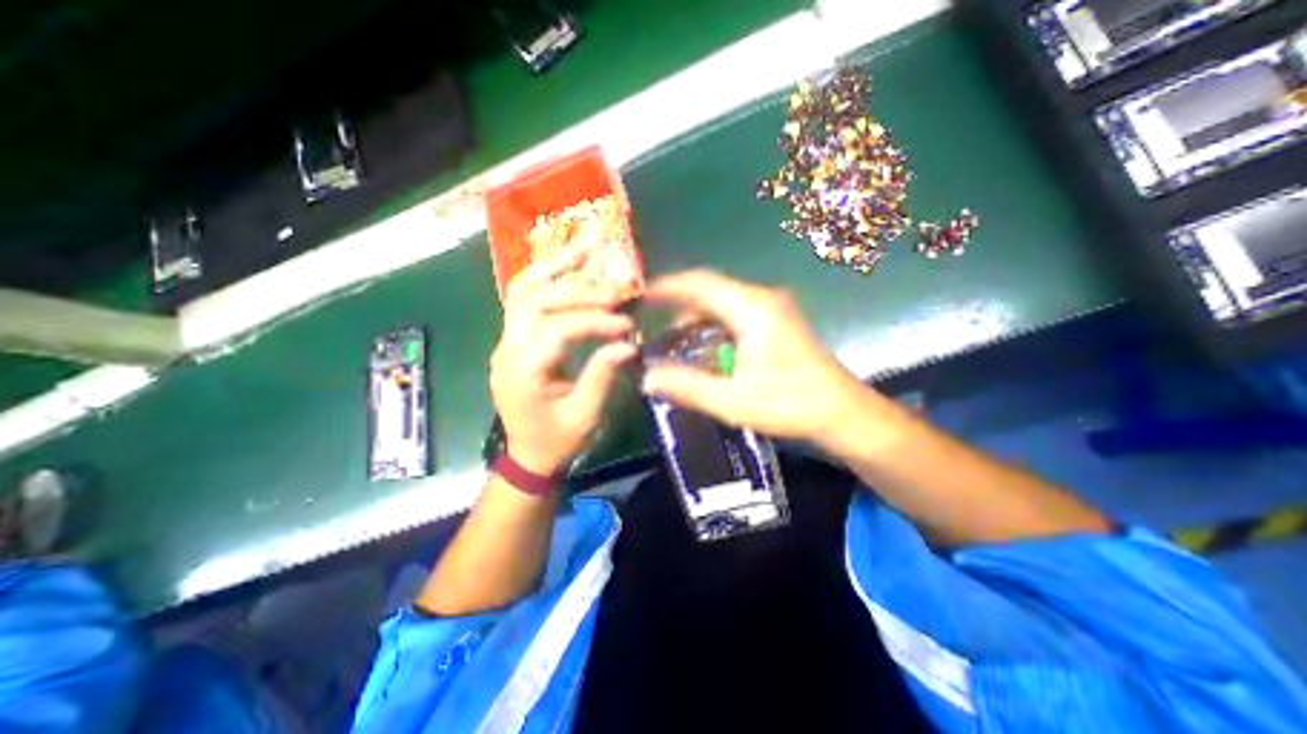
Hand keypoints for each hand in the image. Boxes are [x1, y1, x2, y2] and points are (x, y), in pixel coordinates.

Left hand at [490, 247, 637, 474]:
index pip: (558, 331)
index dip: (594, 322)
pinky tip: (568, 263)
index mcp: (523, 372)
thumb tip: (627, 343)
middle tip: (617, 291)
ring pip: (523, 290)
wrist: (528, 454)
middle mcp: (507, 348)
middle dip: (580, 292)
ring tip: (587, 248)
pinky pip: (524, 298)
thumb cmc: (557, 441)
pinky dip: (546, 276)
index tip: (627, 325)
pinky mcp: (514, 337)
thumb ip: (602, 376)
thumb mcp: (585, 416)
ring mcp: (506, 339)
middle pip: (537, 301)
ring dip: (557, 268)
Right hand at [639, 270, 893, 446]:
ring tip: (669, 341)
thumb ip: (687, 387)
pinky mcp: (776, 323)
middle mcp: (762, 299)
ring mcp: (772, 309)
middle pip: (709, 292)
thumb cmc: (791, 404)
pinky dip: (712, 329)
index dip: (666, 287)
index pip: (700, 284)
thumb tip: (646, 378)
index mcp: (752, 308)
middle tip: (649, 324)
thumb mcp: (733, 401)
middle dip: (677, 307)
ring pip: (721, 305)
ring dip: (694, 321)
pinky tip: (700, 350)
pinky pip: (734, 316)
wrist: (844, 413)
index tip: (638, 296)